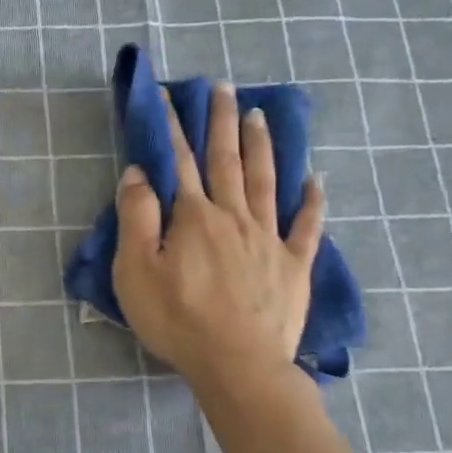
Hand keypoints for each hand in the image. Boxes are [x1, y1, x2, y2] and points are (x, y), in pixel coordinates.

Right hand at [112, 82, 323, 383]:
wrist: (238, 365)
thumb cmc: (177, 319)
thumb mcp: (136, 270)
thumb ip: (136, 218)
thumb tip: (138, 173)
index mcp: (194, 217)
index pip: (179, 162)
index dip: (171, 127)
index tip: (167, 96)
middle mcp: (234, 217)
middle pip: (227, 160)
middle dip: (222, 121)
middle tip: (223, 87)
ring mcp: (269, 239)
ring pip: (266, 181)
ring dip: (261, 146)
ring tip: (259, 115)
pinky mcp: (293, 266)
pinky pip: (306, 226)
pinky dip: (311, 201)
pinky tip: (315, 180)